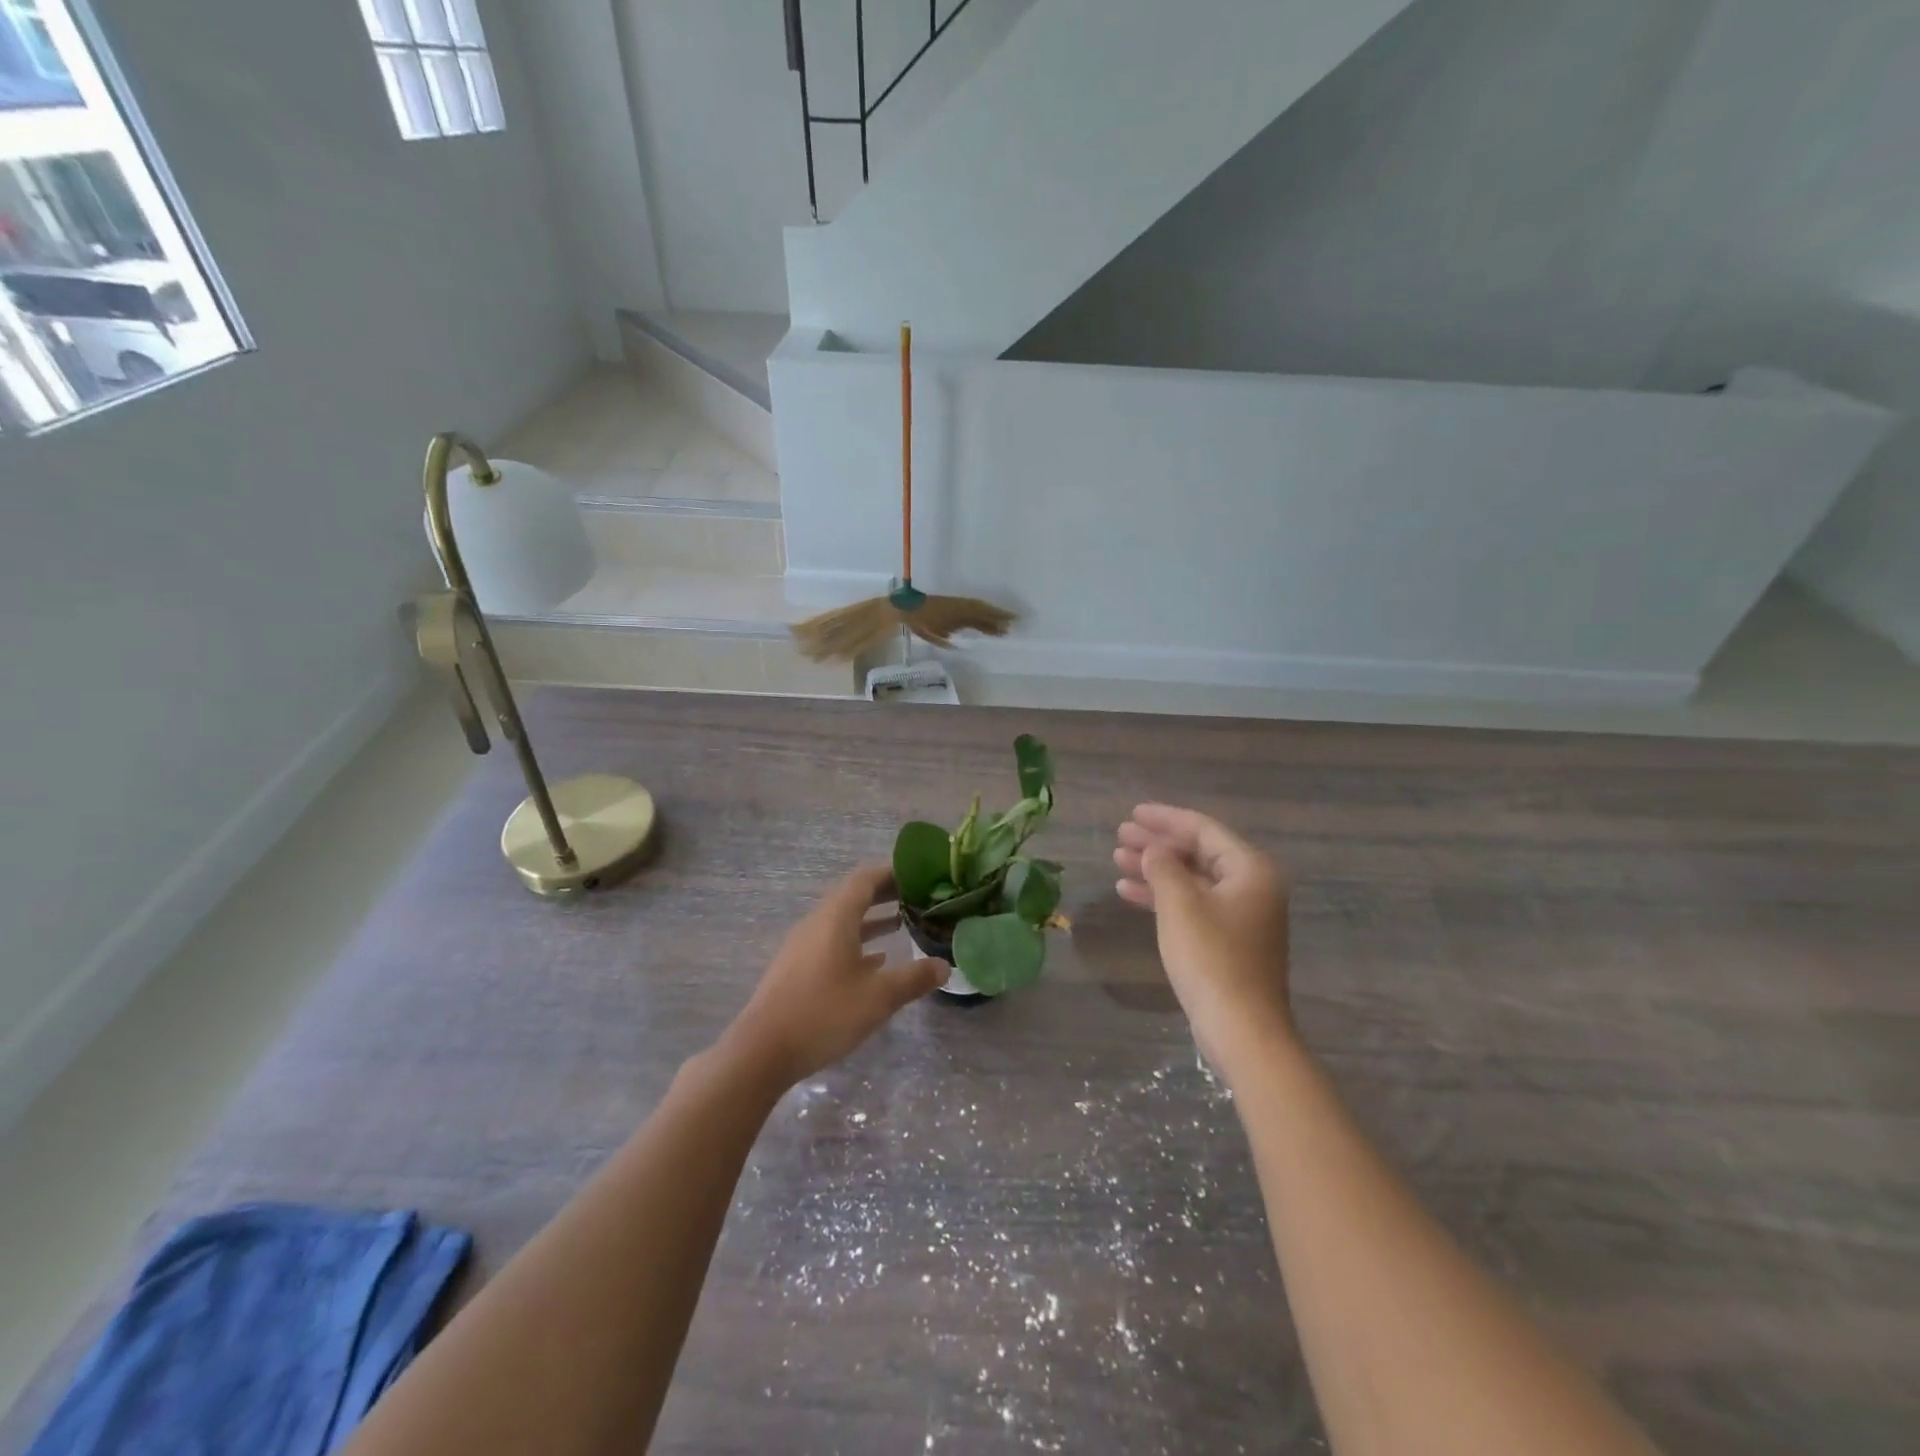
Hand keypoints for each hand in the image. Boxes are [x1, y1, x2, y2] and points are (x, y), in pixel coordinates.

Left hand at [722, 865, 947, 1089]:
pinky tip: (876, 963)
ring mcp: (804, 946)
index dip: (893, 872)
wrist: (761, 1052)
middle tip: (919, 898)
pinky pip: (833, 942)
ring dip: (872, 919)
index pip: (866, 878)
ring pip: (843, 921)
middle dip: (886, 894)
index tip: (921, 875)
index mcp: (835, 917)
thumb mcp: (878, 997)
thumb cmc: (823, 1014)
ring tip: (903, 924)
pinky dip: (857, 942)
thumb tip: (945, 966)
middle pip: (854, 896)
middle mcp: (817, 923)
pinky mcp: (797, 968)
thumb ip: (914, 978)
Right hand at [1114, 804, 1294, 1072]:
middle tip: (1121, 835)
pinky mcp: (1228, 940)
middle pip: (1198, 852)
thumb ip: (1163, 867)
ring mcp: (1241, 915)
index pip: (1203, 829)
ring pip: (1192, 879)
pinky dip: (1163, 896)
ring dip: (1156, 869)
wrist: (1241, 1029)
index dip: (1165, 818)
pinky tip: (1129, 892)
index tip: (1132, 813)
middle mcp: (1252, 886)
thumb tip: (1154, 850)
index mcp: (1250, 869)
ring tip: (1118, 860)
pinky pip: (1193, 904)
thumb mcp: (1180, 905)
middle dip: (1158, 843)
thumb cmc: (1212, 958)